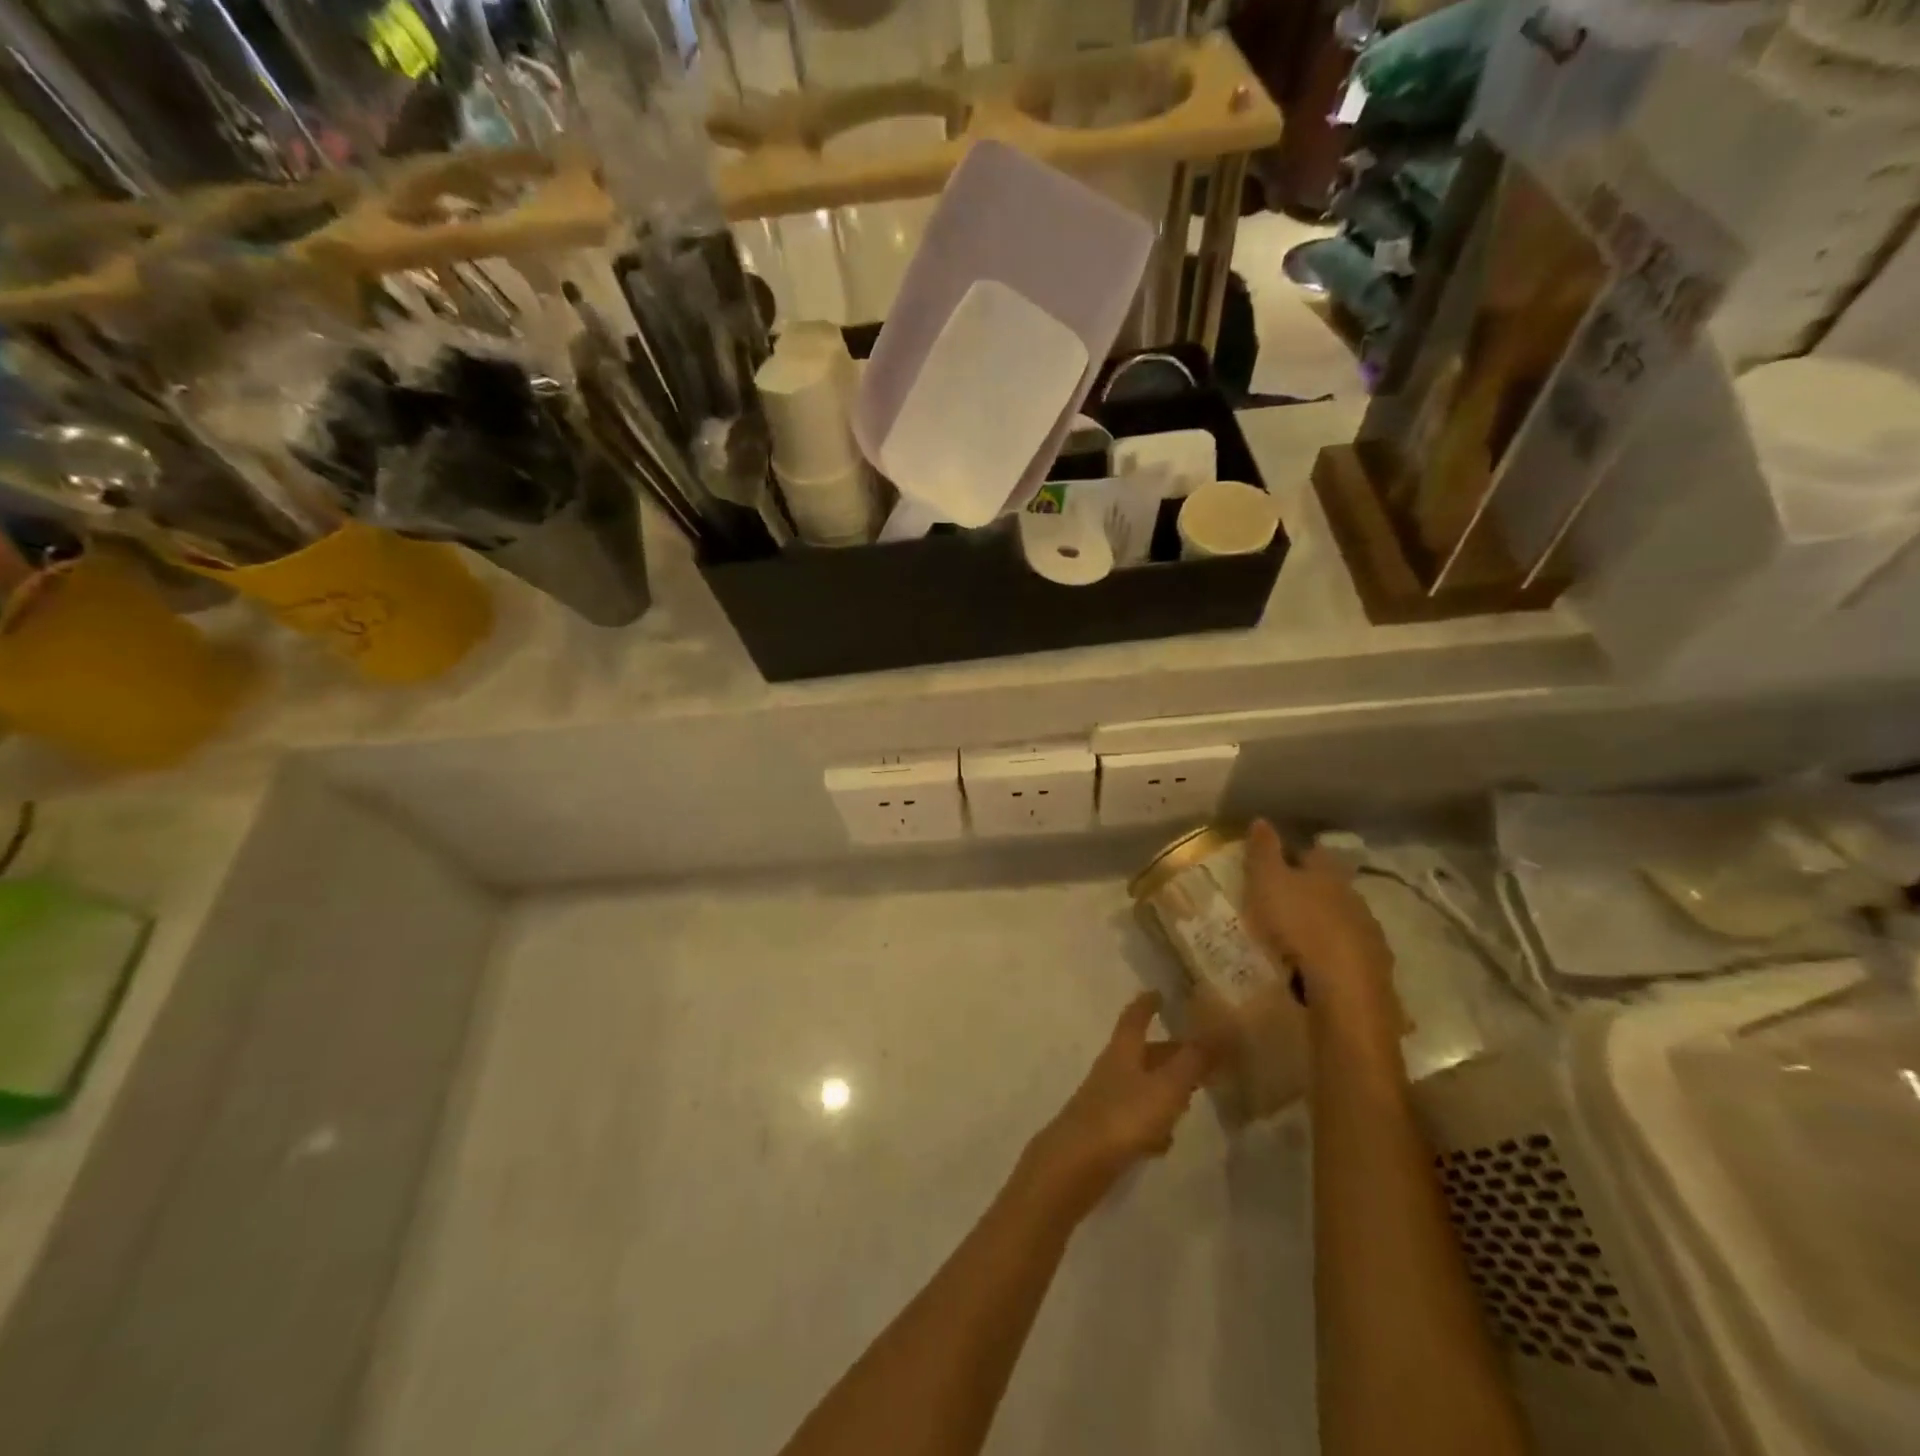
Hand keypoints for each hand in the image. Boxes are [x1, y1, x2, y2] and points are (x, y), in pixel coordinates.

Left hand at [1025, 993, 1208, 1211]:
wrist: (1075, 1165)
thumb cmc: (1123, 1117)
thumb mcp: (1166, 1087)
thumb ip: (1193, 1060)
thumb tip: (1220, 1028)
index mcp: (1123, 1051)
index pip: (1135, 1017)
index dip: (1147, 1004)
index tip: (1159, 992)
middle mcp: (1112, 1070)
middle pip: (1143, 1054)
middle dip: (1169, 1052)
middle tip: (1199, 1054)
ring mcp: (1106, 1101)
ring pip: (1141, 1086)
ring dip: (1163, 1088)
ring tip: (1190, 1096)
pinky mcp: (1105, 1132)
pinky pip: (1135, 1119)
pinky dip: (1152, 1123)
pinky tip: (1165, 1141)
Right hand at [1242, 819, 1400, 1059]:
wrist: (1344, 988)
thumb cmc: (1299, 925)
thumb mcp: (1268, 882)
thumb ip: (1264, 851)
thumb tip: (1262, 819)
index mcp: (1329, 873)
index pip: (1312, 852)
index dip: (1293, 854)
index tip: (1274, 863)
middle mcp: (1354, 897)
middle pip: (1330, 886)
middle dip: (1309, 891)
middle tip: (1281, 901)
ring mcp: (1369, 934)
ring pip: (1342, 920)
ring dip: (1323, 924)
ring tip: (1296, 937)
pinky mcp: (1374, 969)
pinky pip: (1349, 953)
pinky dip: (1333, 954)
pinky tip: (1316, 965)